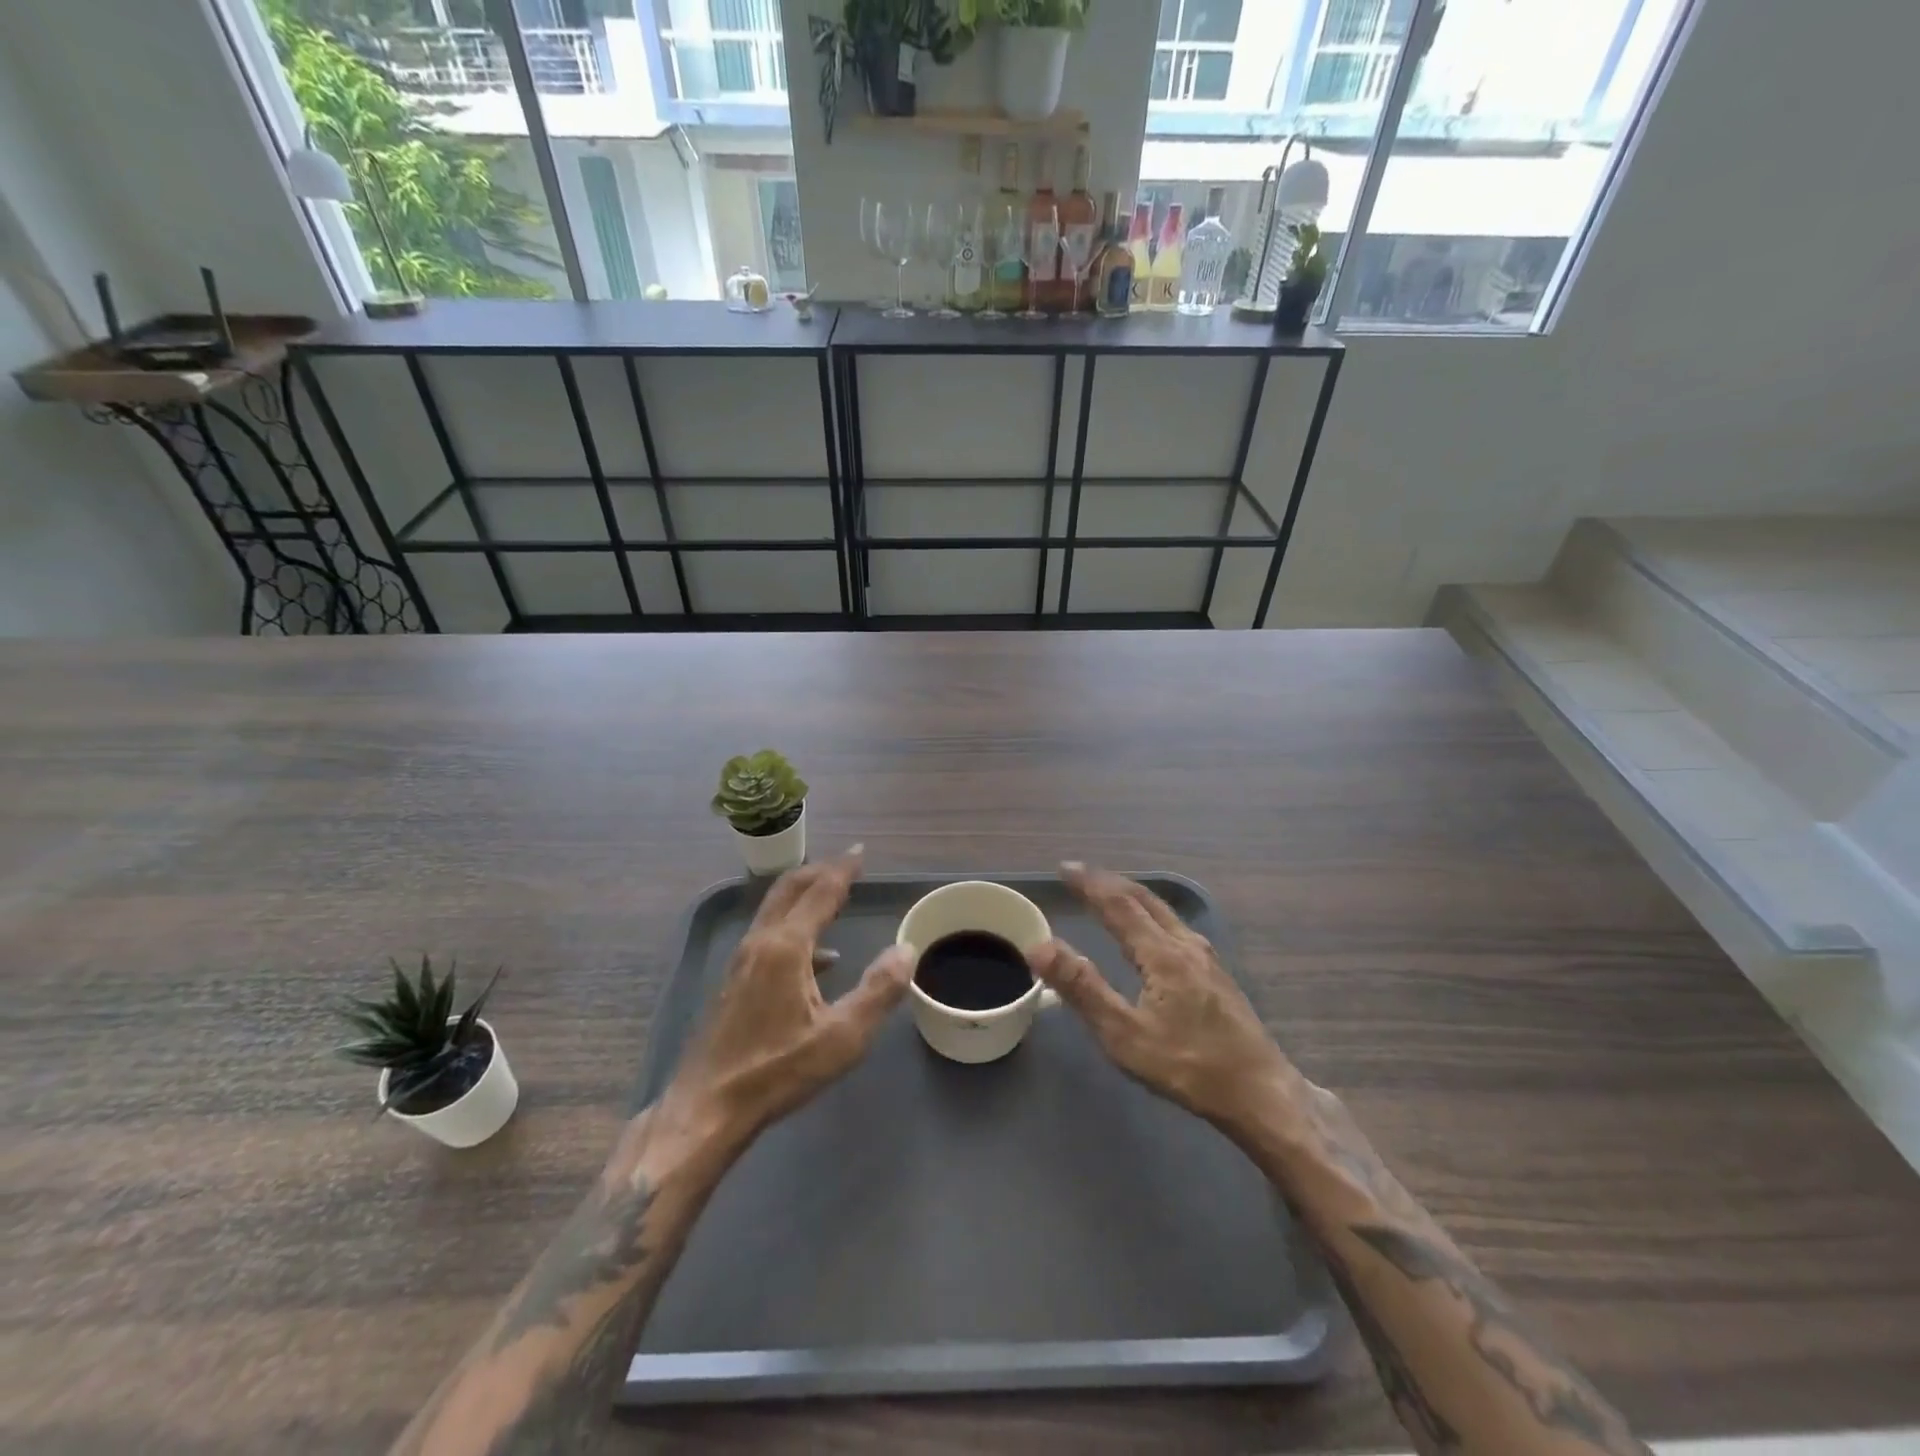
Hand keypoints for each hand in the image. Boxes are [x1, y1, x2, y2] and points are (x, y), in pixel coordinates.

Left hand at [662, 847, 912, 1145]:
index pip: (820, 892)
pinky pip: (769, 934)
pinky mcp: (734, 980)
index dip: (843, 869)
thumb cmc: (778, 1071)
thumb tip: (907, 950)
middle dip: (819, 871)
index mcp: (786, 947)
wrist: (707, 1108)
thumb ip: (879, 991)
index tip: (861, 851)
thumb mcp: (842, 1037)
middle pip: (789, 889)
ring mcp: (741, 960)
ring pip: (775, 910)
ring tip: (834, 899)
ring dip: (804, 896)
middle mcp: (760, 942)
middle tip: (847, 865)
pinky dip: (795, 927)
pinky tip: (819, 960)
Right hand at [1029, 862, 1302, 1134]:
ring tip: (1110, 893)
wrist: (1262, 1094)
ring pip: (1164, 910)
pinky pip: (1175, 924)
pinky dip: (1150, 912)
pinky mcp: (1217, 973)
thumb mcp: (1125, 1035)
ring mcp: (1207, 957)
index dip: (1089, 883)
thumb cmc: (1188, 1067)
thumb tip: (1040, 946)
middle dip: (1110, 882)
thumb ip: (1082, 989)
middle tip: (1081, 874)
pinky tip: (1151, 929)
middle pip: (1144, 899)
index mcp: (1162, 954)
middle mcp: (1186, 944)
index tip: (1064, 867)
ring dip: (1132, 895)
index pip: (1118, 904)